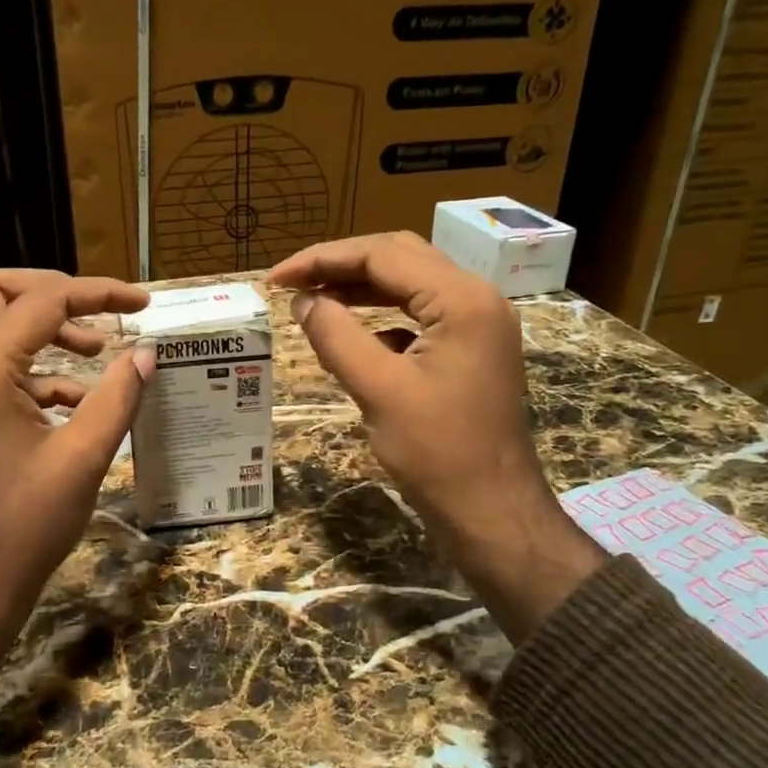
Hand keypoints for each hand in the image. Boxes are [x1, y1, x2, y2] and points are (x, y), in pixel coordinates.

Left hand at [0, 269, 154, 692]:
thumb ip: (117, 397)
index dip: (97, 294)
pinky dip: (28, 367)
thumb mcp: (83, 458)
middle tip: (100, 313)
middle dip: (52, 293)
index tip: (142, 303)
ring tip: (95, 351)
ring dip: (41, 329)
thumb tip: (146, 354)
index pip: (42, 302)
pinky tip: (73, 399)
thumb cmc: (24, 526)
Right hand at [267, 233, 602, 638]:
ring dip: (360, 288)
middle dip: (342, 266)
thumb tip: (303, 300)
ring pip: (411, 285)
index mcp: (462, 300)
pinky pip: (421, 316)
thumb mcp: (378, 390)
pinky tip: (352, 334)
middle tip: (292, 283)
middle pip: (400, 258)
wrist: (492, 512)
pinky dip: (382, 316)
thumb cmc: (437, 453)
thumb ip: (336, 336)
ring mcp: (478, 325)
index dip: (323, 260)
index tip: (275, 279)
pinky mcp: (471, 351)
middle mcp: (476, 299)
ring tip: (312, 300)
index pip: (383, 255)